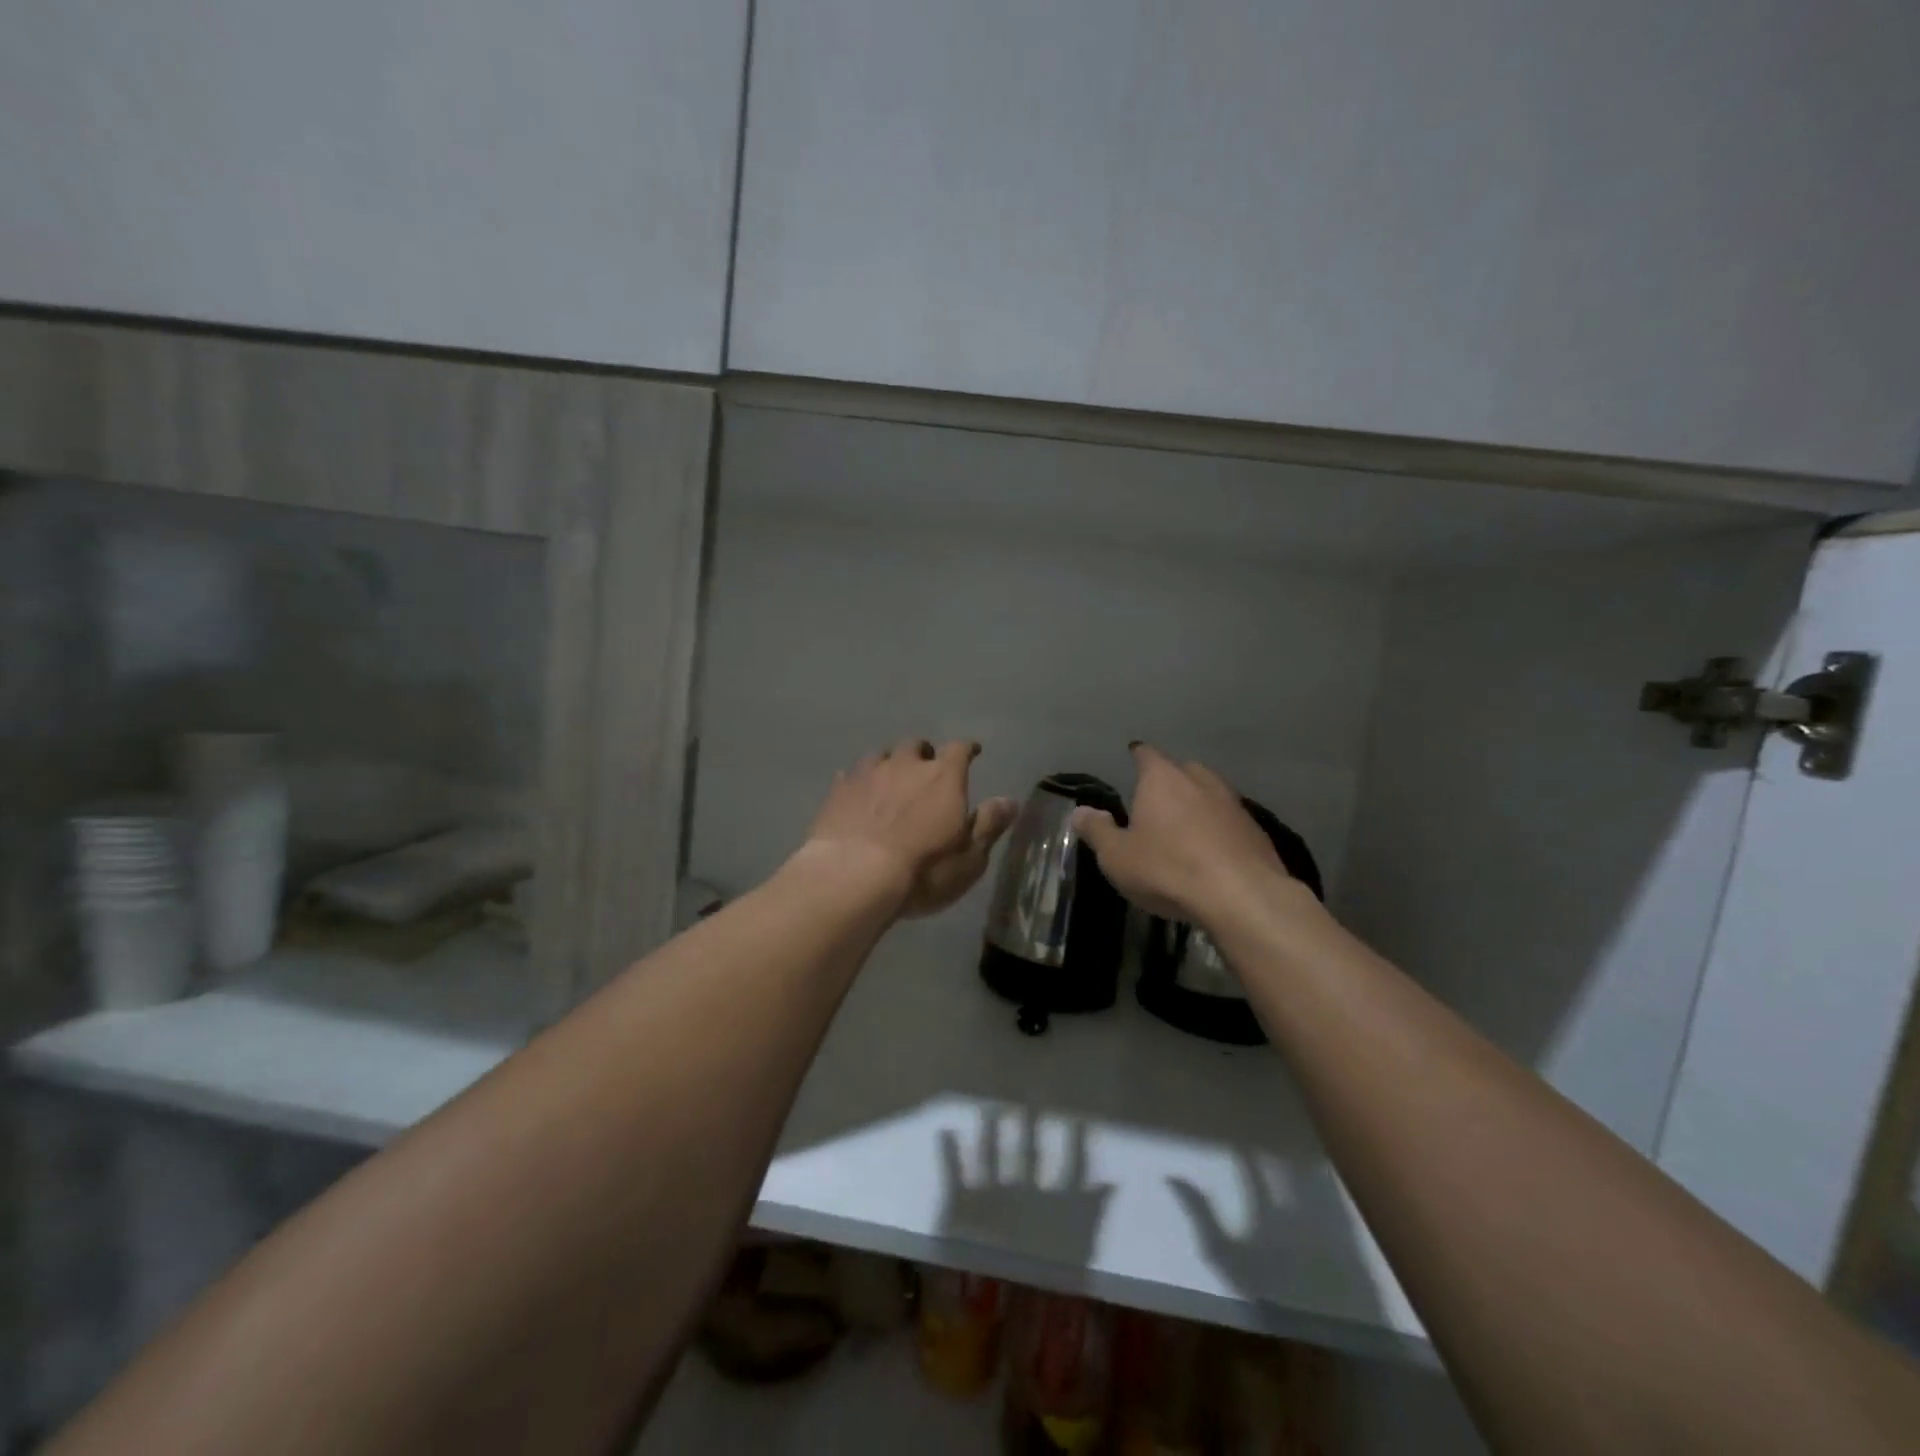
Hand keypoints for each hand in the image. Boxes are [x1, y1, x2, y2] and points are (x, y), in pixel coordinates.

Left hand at [803, 738, 1017, 917]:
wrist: (853, 876)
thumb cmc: (922, 870)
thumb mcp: (969, 857)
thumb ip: (989, 825)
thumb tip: (1009, 801)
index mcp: (944, 777)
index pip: (959, 749)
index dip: (967, 749)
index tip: (972, 751)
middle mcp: (905, 765)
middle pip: (916, 746)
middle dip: (923, 754)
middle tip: (926, 768)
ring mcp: (867, 774)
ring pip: (880, 755)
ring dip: (889, 763)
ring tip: (890, 778)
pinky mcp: (838, 791)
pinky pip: (850, 775)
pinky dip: (858, 782)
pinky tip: (857, 794)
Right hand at [1072, 743, 1304, 927]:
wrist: (1241, 896)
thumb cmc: (1167, 869)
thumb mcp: (1117, 856)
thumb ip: (1097, 830)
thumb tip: (1081, 811)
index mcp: (1162, 778)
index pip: (1146, 754)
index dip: (1138, 756)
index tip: (1132, 758)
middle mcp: (1200, 780)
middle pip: (1182, 770)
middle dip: (1169, 780)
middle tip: (1155, 800)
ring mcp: (1233, 804)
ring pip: (1210, 794)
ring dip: (1197, 805)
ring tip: (1184, 827)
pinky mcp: (1256, 831)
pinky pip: (1229, 821)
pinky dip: (1218, 829)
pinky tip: (1212, 852)